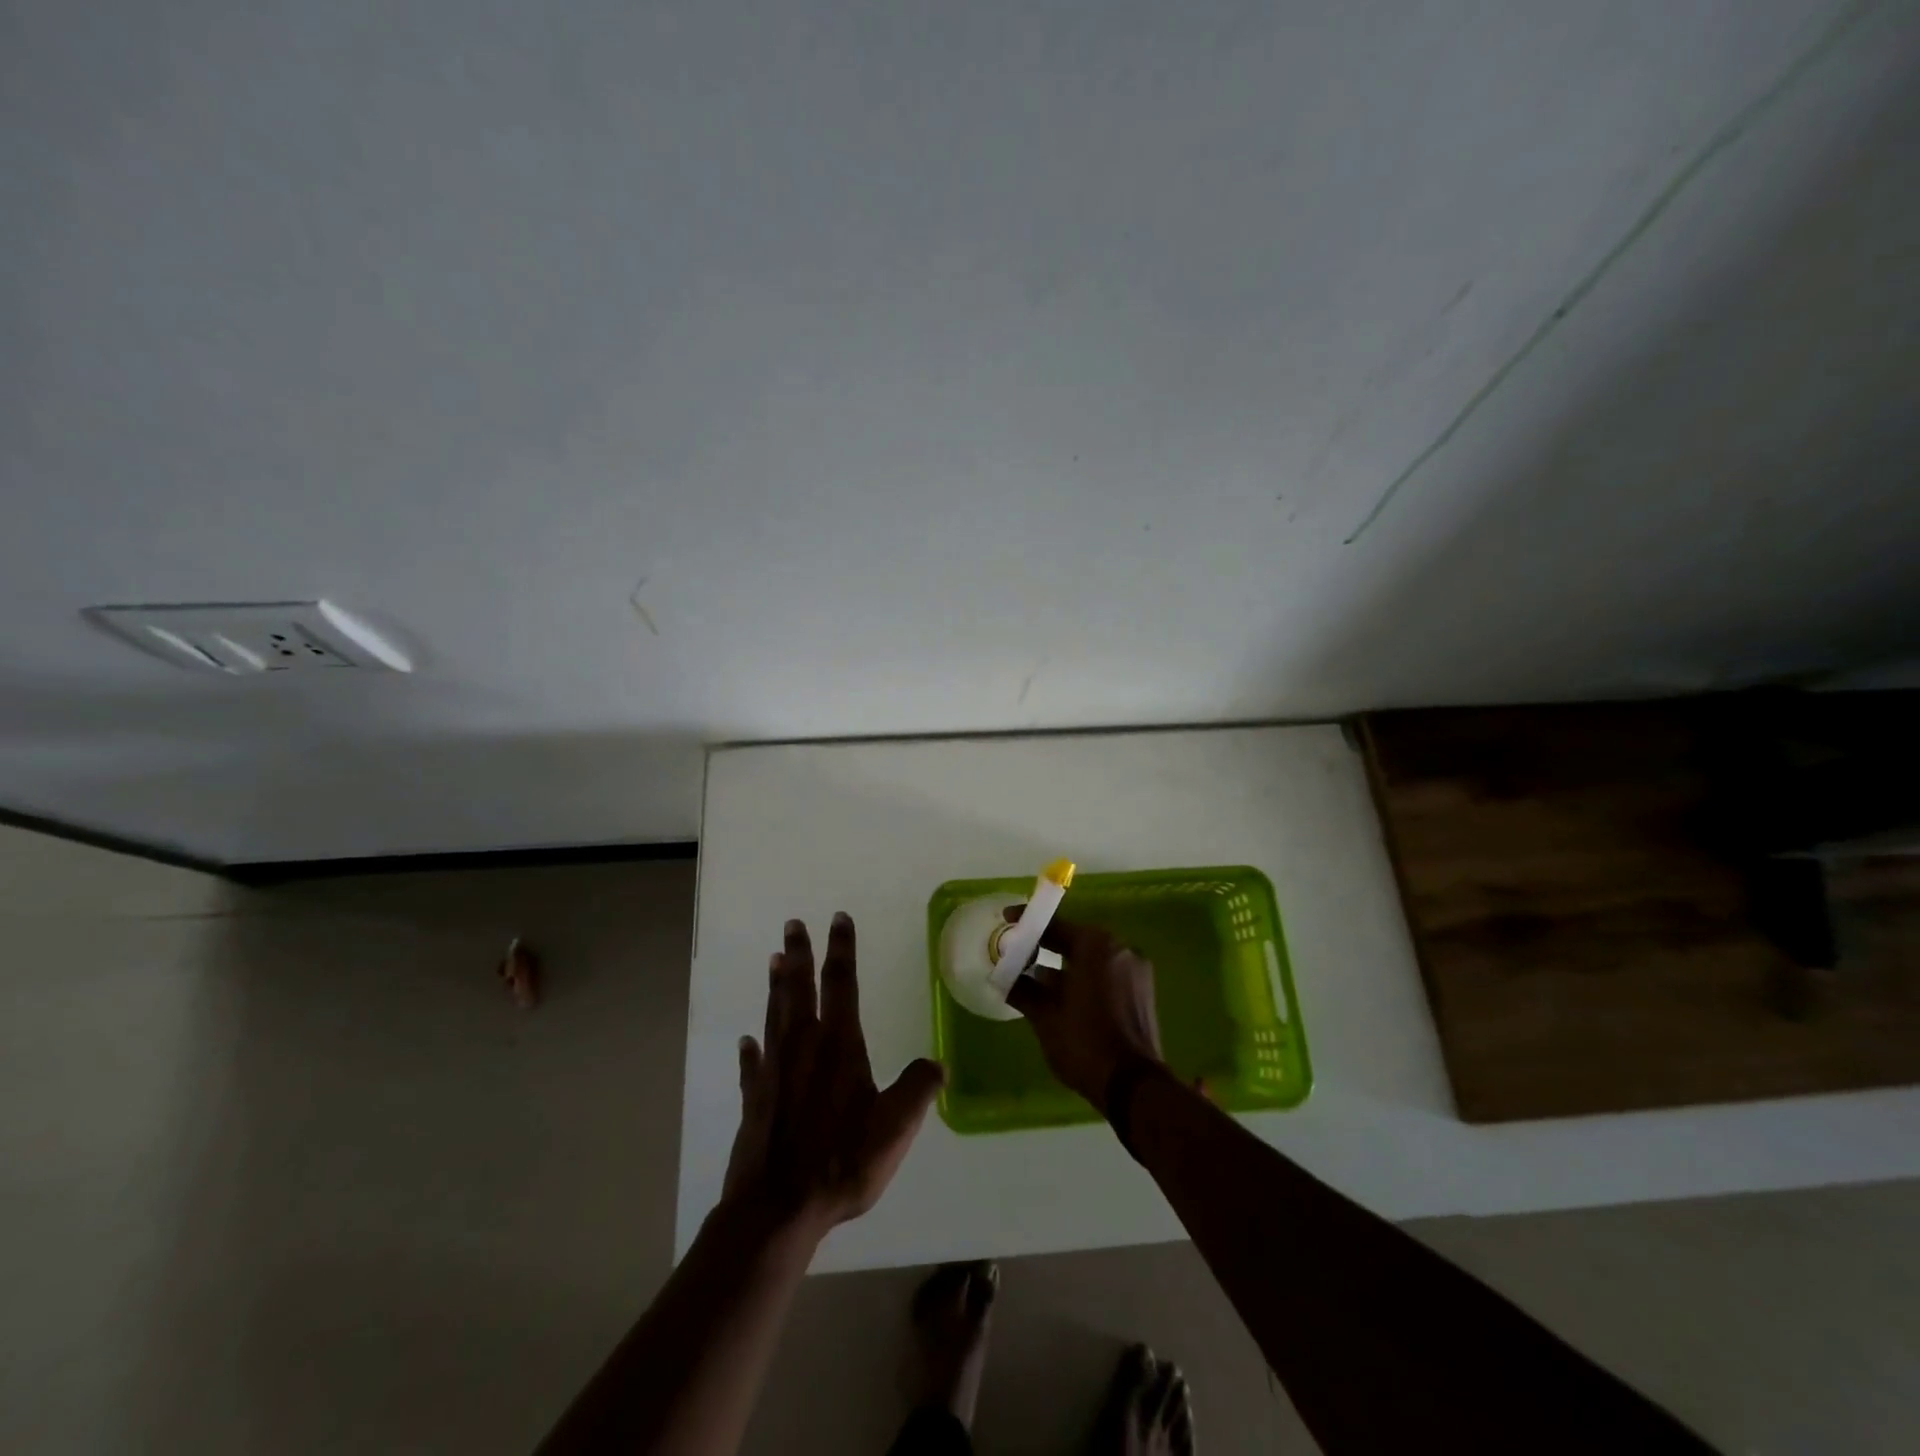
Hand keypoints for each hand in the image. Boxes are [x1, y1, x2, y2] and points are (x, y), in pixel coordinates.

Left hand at [723, 914, 945, 1235]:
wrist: (777, 1209)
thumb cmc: (841, 1162)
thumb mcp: (896, 1127)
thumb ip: (918, 1089)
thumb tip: (938, 1064)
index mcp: (839, 1045)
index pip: (842, 983)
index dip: (842, 949)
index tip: (838, 919)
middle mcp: (803, 1047)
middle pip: (800, 989)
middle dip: (800, 954)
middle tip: (792, 924)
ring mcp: (774, 1072)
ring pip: (775, 1016)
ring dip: (776, 987)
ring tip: (774, 960)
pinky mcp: (754, 1100)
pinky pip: (752, 1065)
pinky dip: (750, 1050)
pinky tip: (746, 1041)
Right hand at [1003, 908, 1163, 1113]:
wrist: (1134, 1086)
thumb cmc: (1084, 1043)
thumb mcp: (1045, 1017)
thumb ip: (1024, 990)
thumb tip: (1006, 978)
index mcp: (1096, 945)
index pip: (1056, 925)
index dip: (1028, 923)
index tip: (1008, 920)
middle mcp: (1120, 948)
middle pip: (1076, 940)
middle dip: (1047, 946)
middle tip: (1019, 953)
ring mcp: (1135, 969)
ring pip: (1092, 958)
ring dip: (1066, 965)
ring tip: (1037, 979)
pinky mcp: (1143, 990)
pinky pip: (1107, 973)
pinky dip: (1085, 978)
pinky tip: (1064, 996)